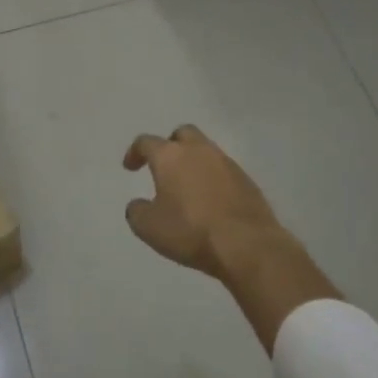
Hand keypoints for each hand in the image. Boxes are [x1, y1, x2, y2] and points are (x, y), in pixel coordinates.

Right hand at [122, 125, 338, 351]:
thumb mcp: (149, 227)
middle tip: (163, 166)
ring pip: (205, 151)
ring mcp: (226, 163)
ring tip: (187, 187)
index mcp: (171, 156)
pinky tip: (210, 200)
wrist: (246, 244)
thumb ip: (137, 211)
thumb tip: (139, 204)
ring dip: (193, 162)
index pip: (147, 142)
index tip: (130, 167)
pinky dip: (212, 179)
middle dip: (170, 145)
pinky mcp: (246, 180)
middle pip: (182, 134)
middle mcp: (199, 150)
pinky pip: (223, 171)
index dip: (135, 152)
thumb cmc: (190, 231)